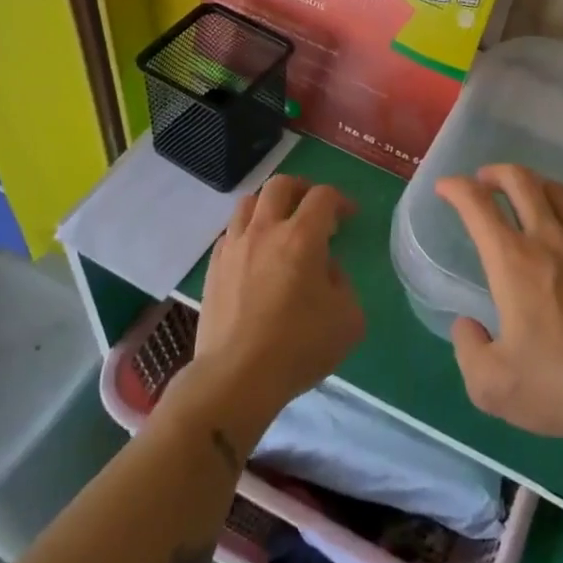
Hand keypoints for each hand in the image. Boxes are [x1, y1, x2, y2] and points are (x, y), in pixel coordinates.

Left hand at [188, 176, 364, 438]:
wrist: (236, 377)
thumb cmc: (299, 346)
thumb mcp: (348, 318)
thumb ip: (342, 283)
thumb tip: (324, 269)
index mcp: (302, 237)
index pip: (323, 196)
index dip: (340, 200)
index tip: (349, 216)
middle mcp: (265, 230)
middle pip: (281, 185)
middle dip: (303, 189)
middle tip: (314, 209)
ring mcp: (234, 247)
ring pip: (249, 202)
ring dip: (270, 205)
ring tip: (281, 226)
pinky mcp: (213, 268)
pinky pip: (231, 232)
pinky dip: (247, 232)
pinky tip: (256, 254)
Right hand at [435, 165, 562, 440]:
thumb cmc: (561, 384)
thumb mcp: (493, 386)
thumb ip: (468, 350)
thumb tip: (467, 324)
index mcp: (513, 262)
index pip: (478, 206)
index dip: (456, 188)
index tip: (446, 187)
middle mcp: (549, 239)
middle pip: (521, 181)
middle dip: (496, 172)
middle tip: (485, 180)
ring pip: (559, 191)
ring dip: (535, 184)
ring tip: (526, 194)